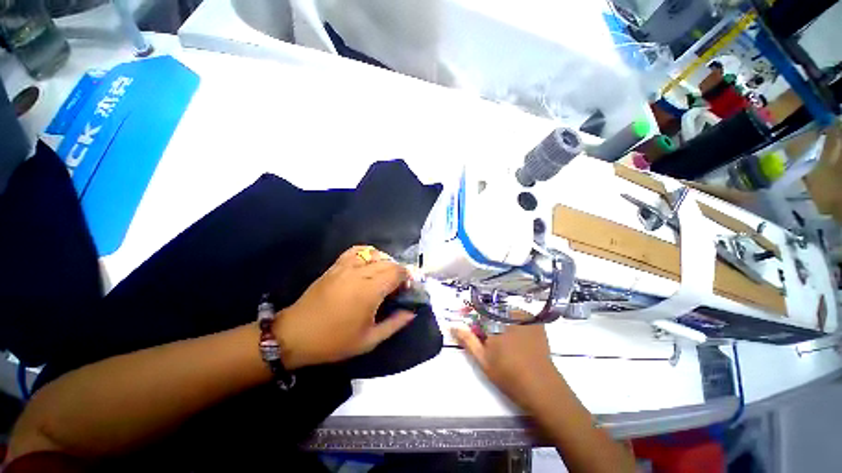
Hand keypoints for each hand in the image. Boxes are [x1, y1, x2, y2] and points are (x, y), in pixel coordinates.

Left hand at [275, 246, 414, 368]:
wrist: (295, 335)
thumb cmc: (334, 341)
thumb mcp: (369, 340)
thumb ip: (395, 324)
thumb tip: (412, 311)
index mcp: (369, 291)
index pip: (397, 272)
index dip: (407, 277)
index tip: (408, 289)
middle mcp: (359, 273)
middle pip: (388, 262)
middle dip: (399, 271)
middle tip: (398, 287)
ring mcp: (345, 267)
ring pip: (375, 254)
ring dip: (386, 262)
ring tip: (385, 275)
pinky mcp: (335, 266)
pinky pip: (356, 251)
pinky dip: (368, 253)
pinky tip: (369, 263)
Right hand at [452, 312, 562, 410]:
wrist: (543, 389)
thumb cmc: (509, 375)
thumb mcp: (483, 360)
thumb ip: (467, 340)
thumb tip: (453, 326)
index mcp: (497, 321)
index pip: (478, 310)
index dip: (472, 317)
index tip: (469, 323)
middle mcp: (511, 314)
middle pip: (492, 310)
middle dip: (485, 320)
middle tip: (486, 336)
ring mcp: (526, 318)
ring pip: (505, 313)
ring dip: (499, 321)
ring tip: (501, 340)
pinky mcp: (536, 324)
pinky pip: (519, 316)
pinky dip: (513, 322)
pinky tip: (514, 337)